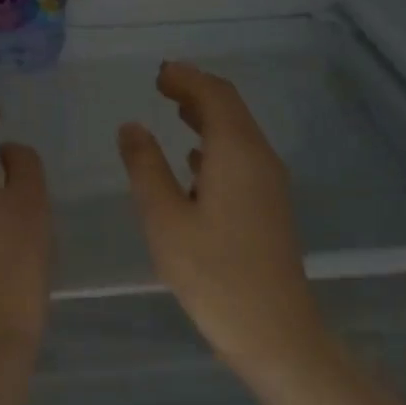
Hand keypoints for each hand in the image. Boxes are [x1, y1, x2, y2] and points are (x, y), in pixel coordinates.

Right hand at [117, 61, 323, 381]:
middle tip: (162, 85)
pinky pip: (242, 158)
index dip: (186, 78)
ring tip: (174, 111)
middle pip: (231, 109)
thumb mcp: (164, 219)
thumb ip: (145, 167)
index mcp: (236, 153)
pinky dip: (216, 145)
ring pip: (238, 134)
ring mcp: (269, 184)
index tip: (158, 73)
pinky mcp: (269, 207)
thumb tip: (131, 126)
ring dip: (207, 117)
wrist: (273, 331)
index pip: (215, 96)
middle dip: (197, 91)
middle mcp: (260, 159)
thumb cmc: (212, 273)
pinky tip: (194, 162)